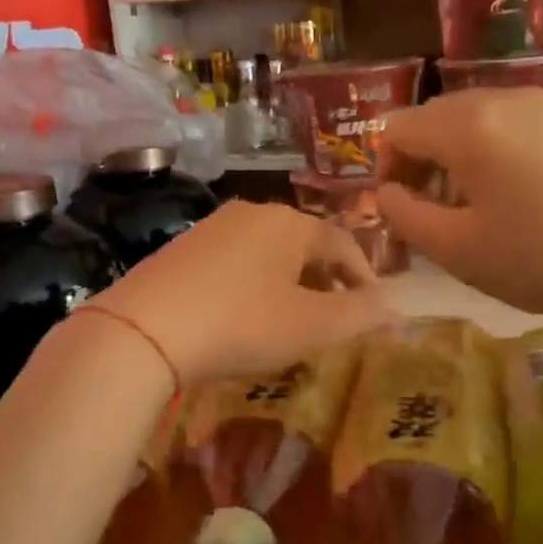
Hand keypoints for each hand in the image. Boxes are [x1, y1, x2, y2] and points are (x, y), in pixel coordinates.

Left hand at [90, 201, 395, 384]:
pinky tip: (245, 314)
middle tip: (337, 315)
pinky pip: (235, 262)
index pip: (343, 243)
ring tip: (294, 318)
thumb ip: (360, 315)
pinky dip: (255, 284)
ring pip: (269, 252)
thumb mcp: (311, 326)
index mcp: (292, 223)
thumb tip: (397, 307)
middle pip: (305, 244)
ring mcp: (212, 227)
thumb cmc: (242, 324)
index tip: (374, 308)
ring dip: (291, 282)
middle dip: (327, 279)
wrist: (145, 330)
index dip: (364, 276)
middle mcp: (254, 213)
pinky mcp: (181, 248)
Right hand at [376, 87, 542, 318]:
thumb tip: (387, 194)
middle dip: (419, 162)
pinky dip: (493, 154)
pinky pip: (510, 127)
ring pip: (474, 120)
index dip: (386, 170)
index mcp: (465, 125)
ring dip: (456, 158)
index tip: (402, 212)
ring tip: (474, 209)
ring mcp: (542, 105)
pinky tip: (518, 198)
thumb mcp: (460, 250)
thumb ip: (407, 218)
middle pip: (434, 117)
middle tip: (432, 214)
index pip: (398, 128)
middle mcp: (500, 99)